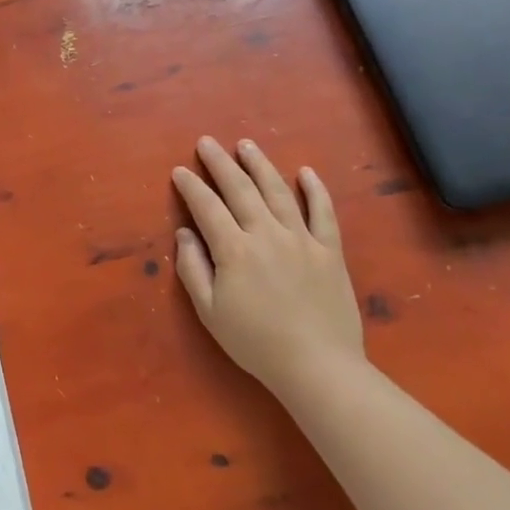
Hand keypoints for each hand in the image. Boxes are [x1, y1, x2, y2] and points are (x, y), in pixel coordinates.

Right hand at [170, 137, 363, 395]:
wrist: (318, 367)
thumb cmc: (256, 343)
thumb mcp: (210, 312)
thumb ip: (192, 268)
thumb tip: (184, 233)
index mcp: (234, 250)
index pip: (207, 207)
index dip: (191, 187)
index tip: (179, 170)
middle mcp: (266, 234)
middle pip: (240, 188)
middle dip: (220, 163)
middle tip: (207, 142)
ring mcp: (302, 239)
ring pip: (278, 191)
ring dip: (260, 164)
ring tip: (246, 145)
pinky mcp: (330, 250)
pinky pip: (323, 212)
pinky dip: (315, 189)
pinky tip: (306, 172)